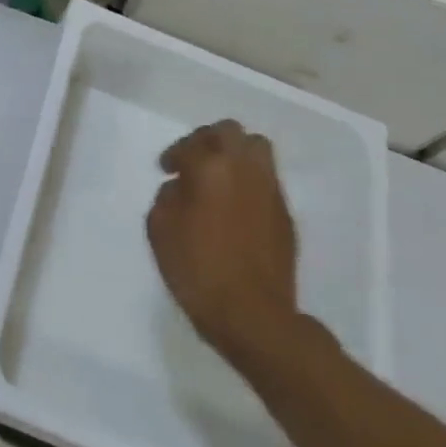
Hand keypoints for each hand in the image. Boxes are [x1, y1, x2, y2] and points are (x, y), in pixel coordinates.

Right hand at [147, 120, 302, 362]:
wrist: (252, 314)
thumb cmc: (197, 269)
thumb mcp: (160, 230)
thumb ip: (167, 197)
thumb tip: (180, 188)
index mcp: (211, 168)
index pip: (191, 145)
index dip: (174, 154)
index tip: (165, 168)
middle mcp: (245, 169)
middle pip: (230, 132)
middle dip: (208, 140)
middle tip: (193, 159)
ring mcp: (270, 190)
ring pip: (257, 149)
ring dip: (234, 154)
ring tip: (218, 177)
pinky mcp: (285, 214)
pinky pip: (267, 179)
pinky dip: (249, 180)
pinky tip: (234, 204)